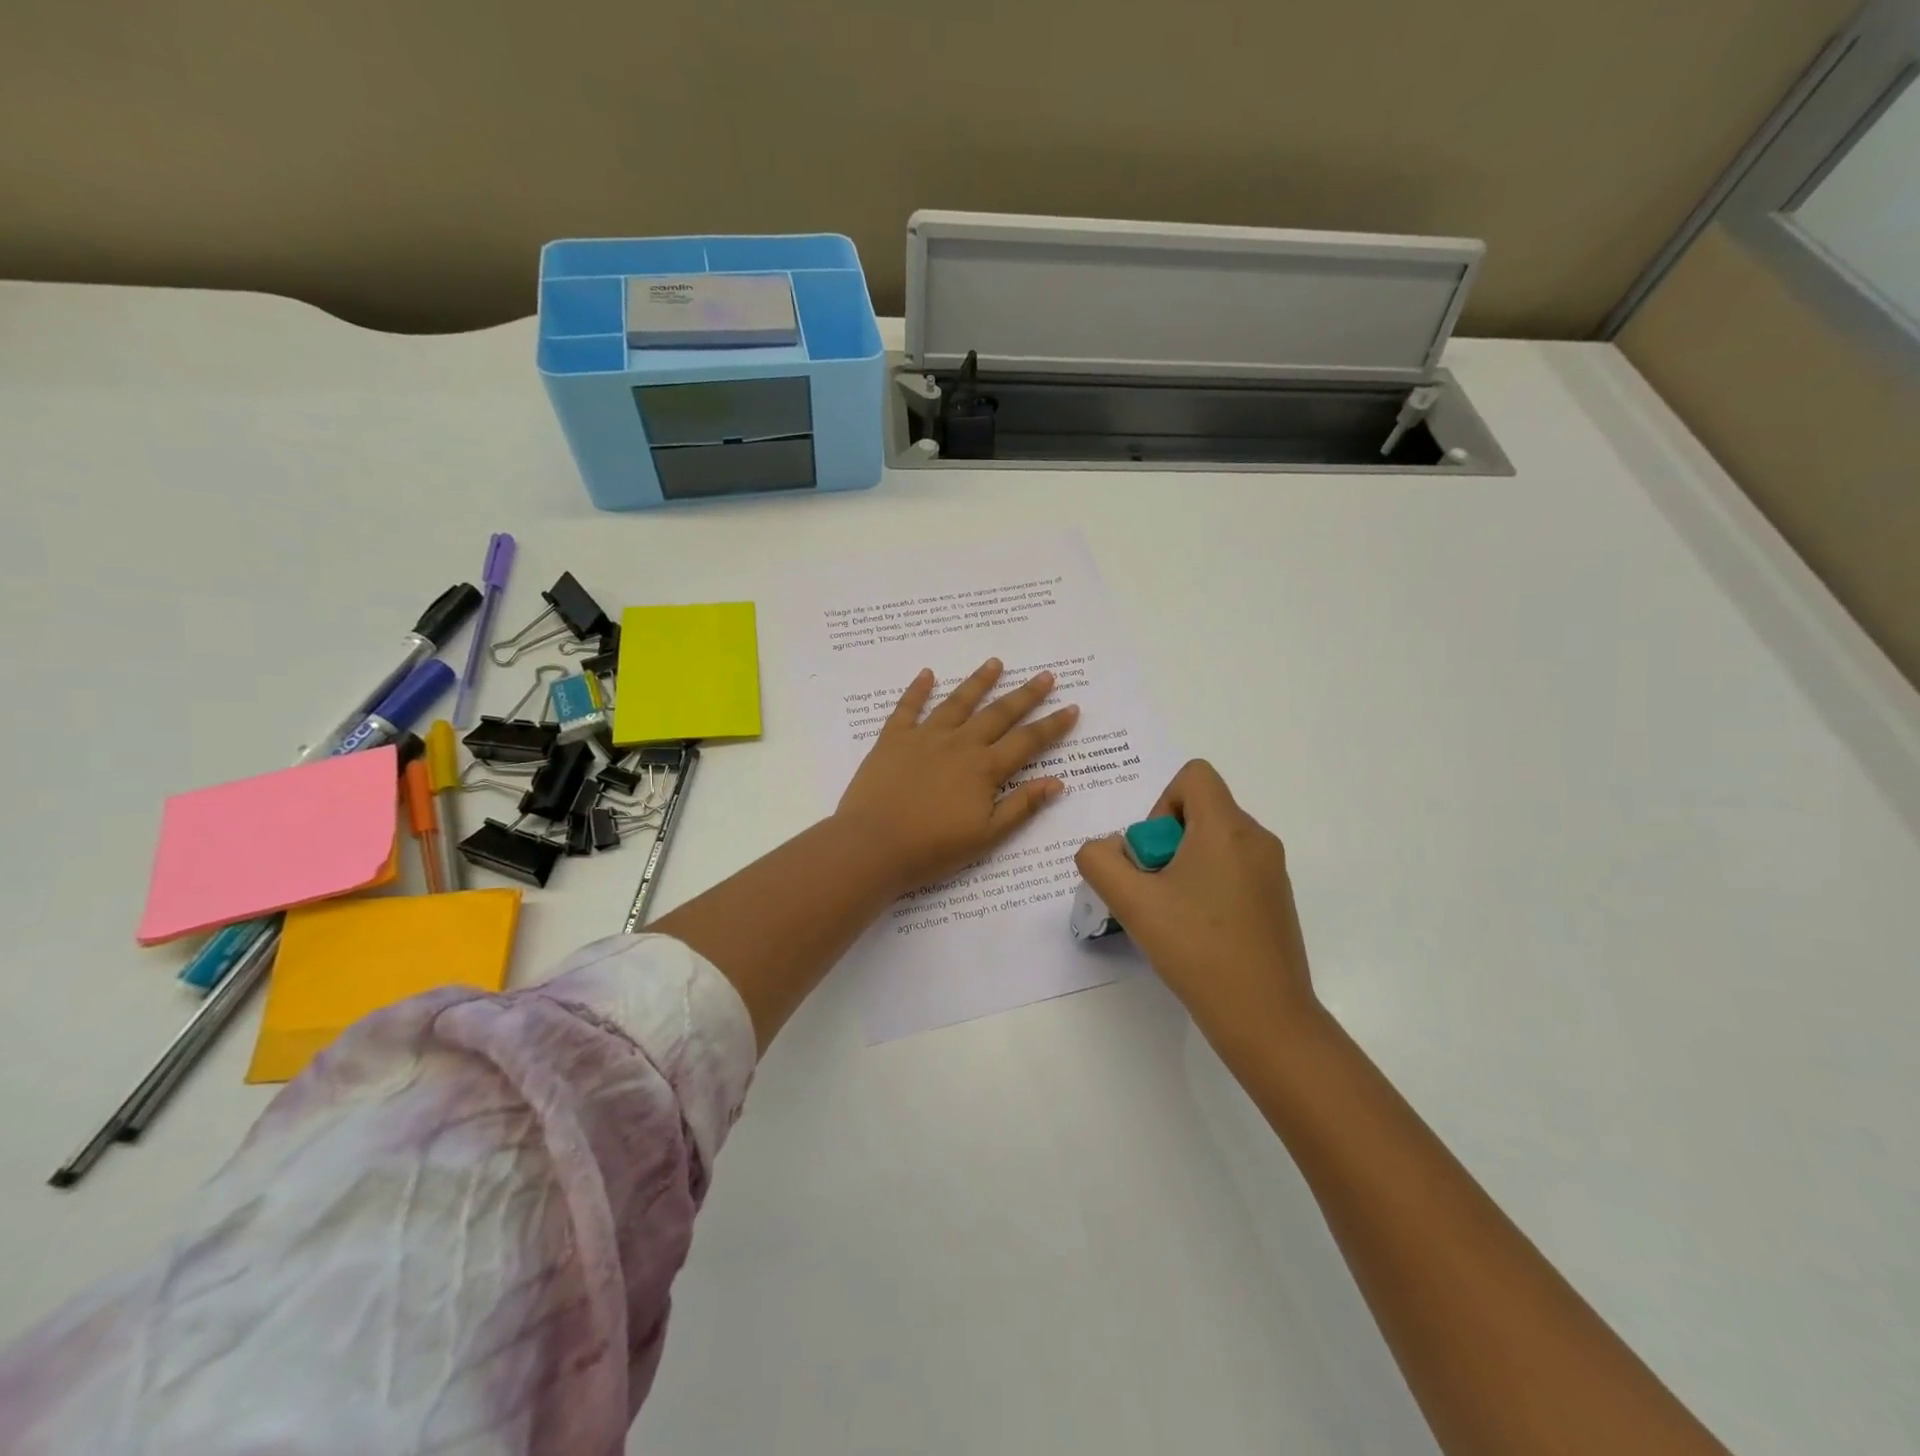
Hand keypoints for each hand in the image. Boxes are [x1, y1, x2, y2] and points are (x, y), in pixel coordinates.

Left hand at [836, 659, 1079, 894]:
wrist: (873, 846)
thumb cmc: (932, 848)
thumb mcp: (986, 836)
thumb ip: (1021, 806)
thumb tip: (1057, 782)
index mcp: (984, 769)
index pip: (1027, 741)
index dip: (1052, 725)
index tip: (1071, 707)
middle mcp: (959, 744)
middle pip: (998, 714)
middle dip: (1025, 695)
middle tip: (1045, 676)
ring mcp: (924, 737)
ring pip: (957, 702)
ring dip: (978, 682)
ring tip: (995, 663)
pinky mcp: (892, 739)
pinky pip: (908, 707)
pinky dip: (918, 689)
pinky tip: (926, 673)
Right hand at [1075, 760, 1318, 1054]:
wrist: (1265, 1017)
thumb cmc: (1197, 950)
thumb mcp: (1132, 902)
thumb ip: (1100, 861)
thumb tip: (1106, 849)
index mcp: (1226, 828)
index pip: (1194, 775)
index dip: (1161, 803)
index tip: (1153, 854)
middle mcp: (1256, 839)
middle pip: (1200, 810)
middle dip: (1165, 842)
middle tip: (1155, 890)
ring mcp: (1271, 871)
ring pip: (1214, 842)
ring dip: (1183, 865)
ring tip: (1172, 915)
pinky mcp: (1276, 900)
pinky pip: (1232, 869)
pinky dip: (1207, 885)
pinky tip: (1197, 932)